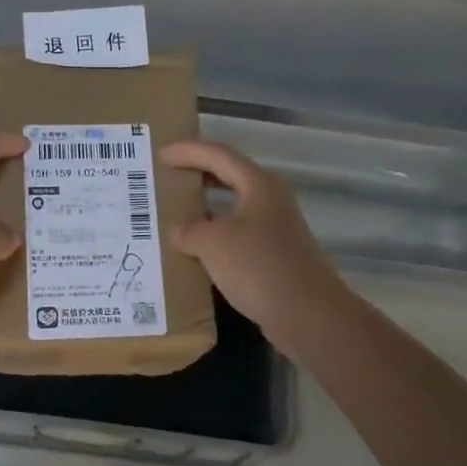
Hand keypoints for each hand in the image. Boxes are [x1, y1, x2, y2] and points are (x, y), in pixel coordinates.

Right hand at [159, 140, 346, 347]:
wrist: (307, 314)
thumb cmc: (259, 266)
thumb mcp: (212, 243)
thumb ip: (188, 230)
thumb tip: (179, 232)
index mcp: (259, 185)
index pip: (218, 155)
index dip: (188, 151)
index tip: (160, 154)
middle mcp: (270, 200)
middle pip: (229, 176)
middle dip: (197, 174)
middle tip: (166, 176)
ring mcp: (275, 229)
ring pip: (232, 208)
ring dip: (204, 208)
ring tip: (174, 212)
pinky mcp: (273, 256)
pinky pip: (236, 236)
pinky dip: (213, 237)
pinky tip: (194, 251)